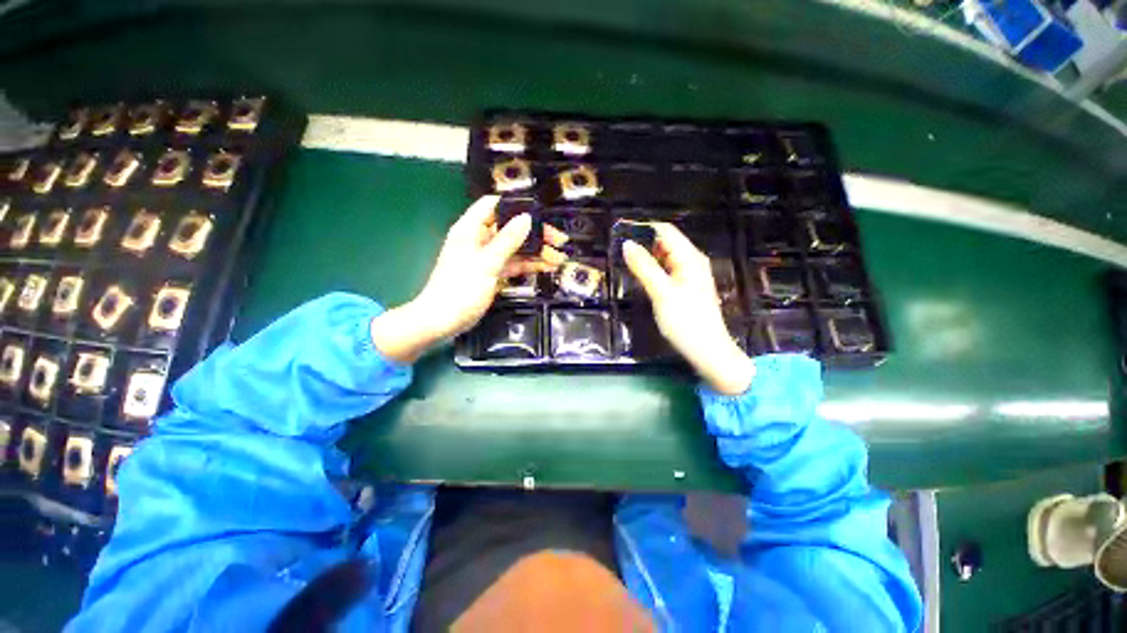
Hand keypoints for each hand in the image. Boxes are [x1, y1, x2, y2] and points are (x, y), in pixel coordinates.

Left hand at [372, 195, 566, 362]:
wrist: (444, 321)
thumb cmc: (460, 289)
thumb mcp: (486, 263)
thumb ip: (507, 241)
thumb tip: (526, 218)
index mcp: (471, 229)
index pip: (493, 205)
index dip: (515, 205)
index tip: (539, 211)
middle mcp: (480, 239)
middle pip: (511, 228)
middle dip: (534, 233)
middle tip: (558, 239)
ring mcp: (488, 257)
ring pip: (516, 248)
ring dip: (536, 251)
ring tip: (559, 257)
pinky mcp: (494, 273)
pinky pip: (514, 264)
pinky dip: (529, 265)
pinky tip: (547, 267)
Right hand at [623, 223, 753, 395]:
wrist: (708, 350)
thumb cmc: (685, 320)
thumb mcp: (661, 292)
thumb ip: (643, 267)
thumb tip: (627, 244)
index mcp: (689, 257)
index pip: (665, 231)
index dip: (643, 228)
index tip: (621, 232)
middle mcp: (692, 261)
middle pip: (666, 243)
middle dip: (644, 244)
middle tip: (620, 253)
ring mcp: (691, 275)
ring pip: (666, 258)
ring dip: (648, 258)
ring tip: (627, 265)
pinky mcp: (688, 288)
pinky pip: (668, 271)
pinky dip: (655, 270)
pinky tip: (644, 279)